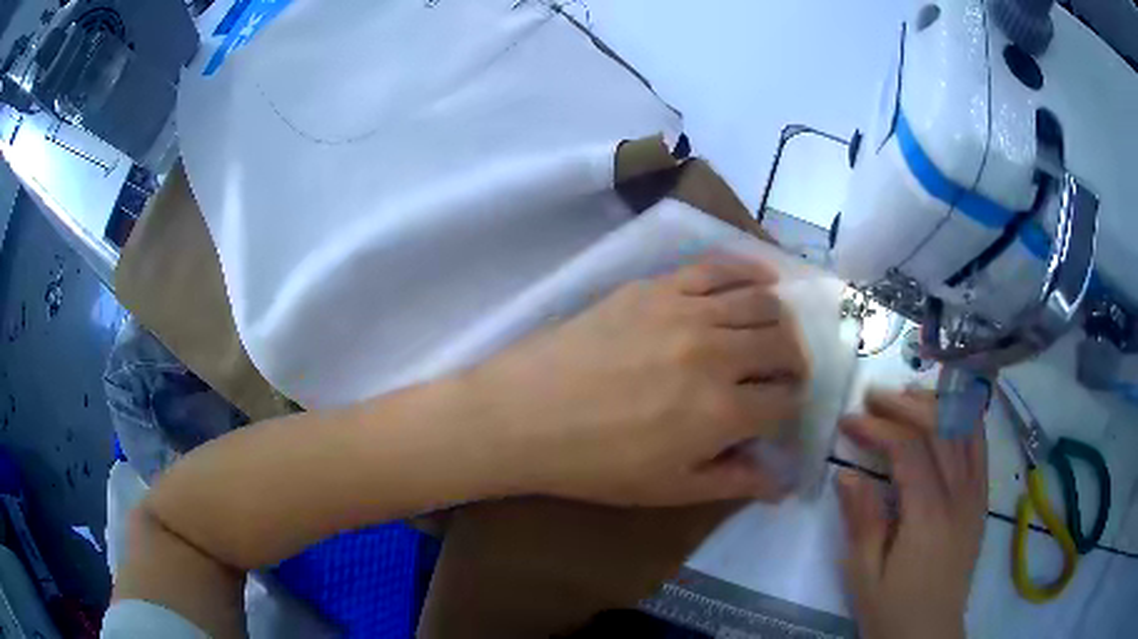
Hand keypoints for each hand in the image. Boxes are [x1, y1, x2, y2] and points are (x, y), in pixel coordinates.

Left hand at [469, 258, 808, 506]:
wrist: (524, 414)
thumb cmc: (593, 463)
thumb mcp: (667, 489)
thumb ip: (732, 483)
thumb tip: (783, 482)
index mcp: (721, 413)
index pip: (786, 400)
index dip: (792, 406)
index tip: (784, 410)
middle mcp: (716, 355)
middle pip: (783, 345)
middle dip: (796, 360)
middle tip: (786, 371)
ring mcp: (687, 312)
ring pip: (762, 303)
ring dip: (781, 319)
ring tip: (776, 331)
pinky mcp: (657, 287)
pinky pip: (719, 267)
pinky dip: (751, 270)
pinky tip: (764, 280)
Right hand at [837, 388, 987, 638]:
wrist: (929, 634)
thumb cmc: (892, 609)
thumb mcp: (864, 575)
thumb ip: (861, 521)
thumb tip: (847, 473)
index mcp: (928, 515)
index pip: (909, 449)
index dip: (878, 427)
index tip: (848, 420)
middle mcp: (959, 494)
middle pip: (941, 426)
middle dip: (905, 404)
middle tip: (873, 397)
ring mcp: (976, 494)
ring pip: (966, 427)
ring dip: (937, 403)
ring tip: (908, 396)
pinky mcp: (981, 499)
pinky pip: (980, 445)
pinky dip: (964, 419)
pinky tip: (946, 413)